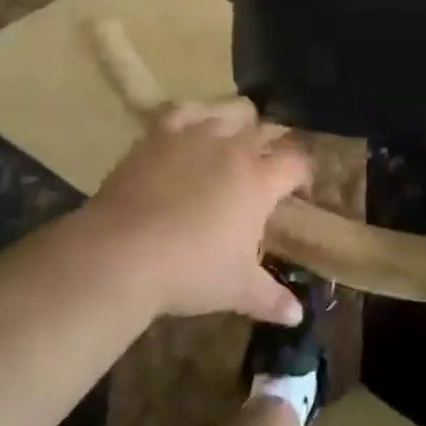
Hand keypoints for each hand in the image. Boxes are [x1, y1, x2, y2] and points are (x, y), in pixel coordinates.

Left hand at [86, 98, 310, 325]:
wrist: (123, 253)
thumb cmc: (189, 271)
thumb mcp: (237, 290)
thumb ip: (272, 298)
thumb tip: (297, 316)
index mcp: (260, 180)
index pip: (296, 162)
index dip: (303, 173)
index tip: (300, 190)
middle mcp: (234, 148)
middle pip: (267, 131)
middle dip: (274, 145)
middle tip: (268, 169)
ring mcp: (197, 134)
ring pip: (230, 112)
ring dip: (239, 124)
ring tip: (233, 142)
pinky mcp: (161, 132)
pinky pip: (186, 110)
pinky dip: (195, 115)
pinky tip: (192, 128)